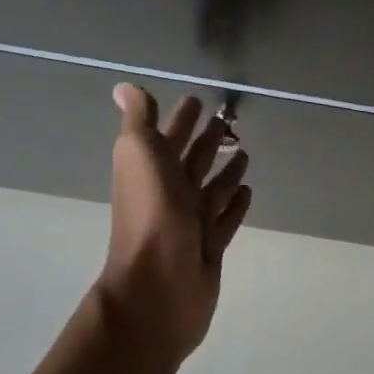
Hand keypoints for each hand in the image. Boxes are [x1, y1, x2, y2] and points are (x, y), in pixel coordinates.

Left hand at [97, 84, 251, 360]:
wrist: (158, 287)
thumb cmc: (151, 215)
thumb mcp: (140, 156)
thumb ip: (139, 121)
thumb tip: (124, 87)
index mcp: (151, 170)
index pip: (168, 136)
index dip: (180, 118)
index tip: (197, 100)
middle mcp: (170, 193)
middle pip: (192, 160)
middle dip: (207, 139)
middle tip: (229, 120)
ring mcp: (191, 222)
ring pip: (212, 188)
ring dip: (226, 170)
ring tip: (245, 151)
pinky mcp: (210, 246)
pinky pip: (226, 219)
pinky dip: (235, 204)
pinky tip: (248, 191)